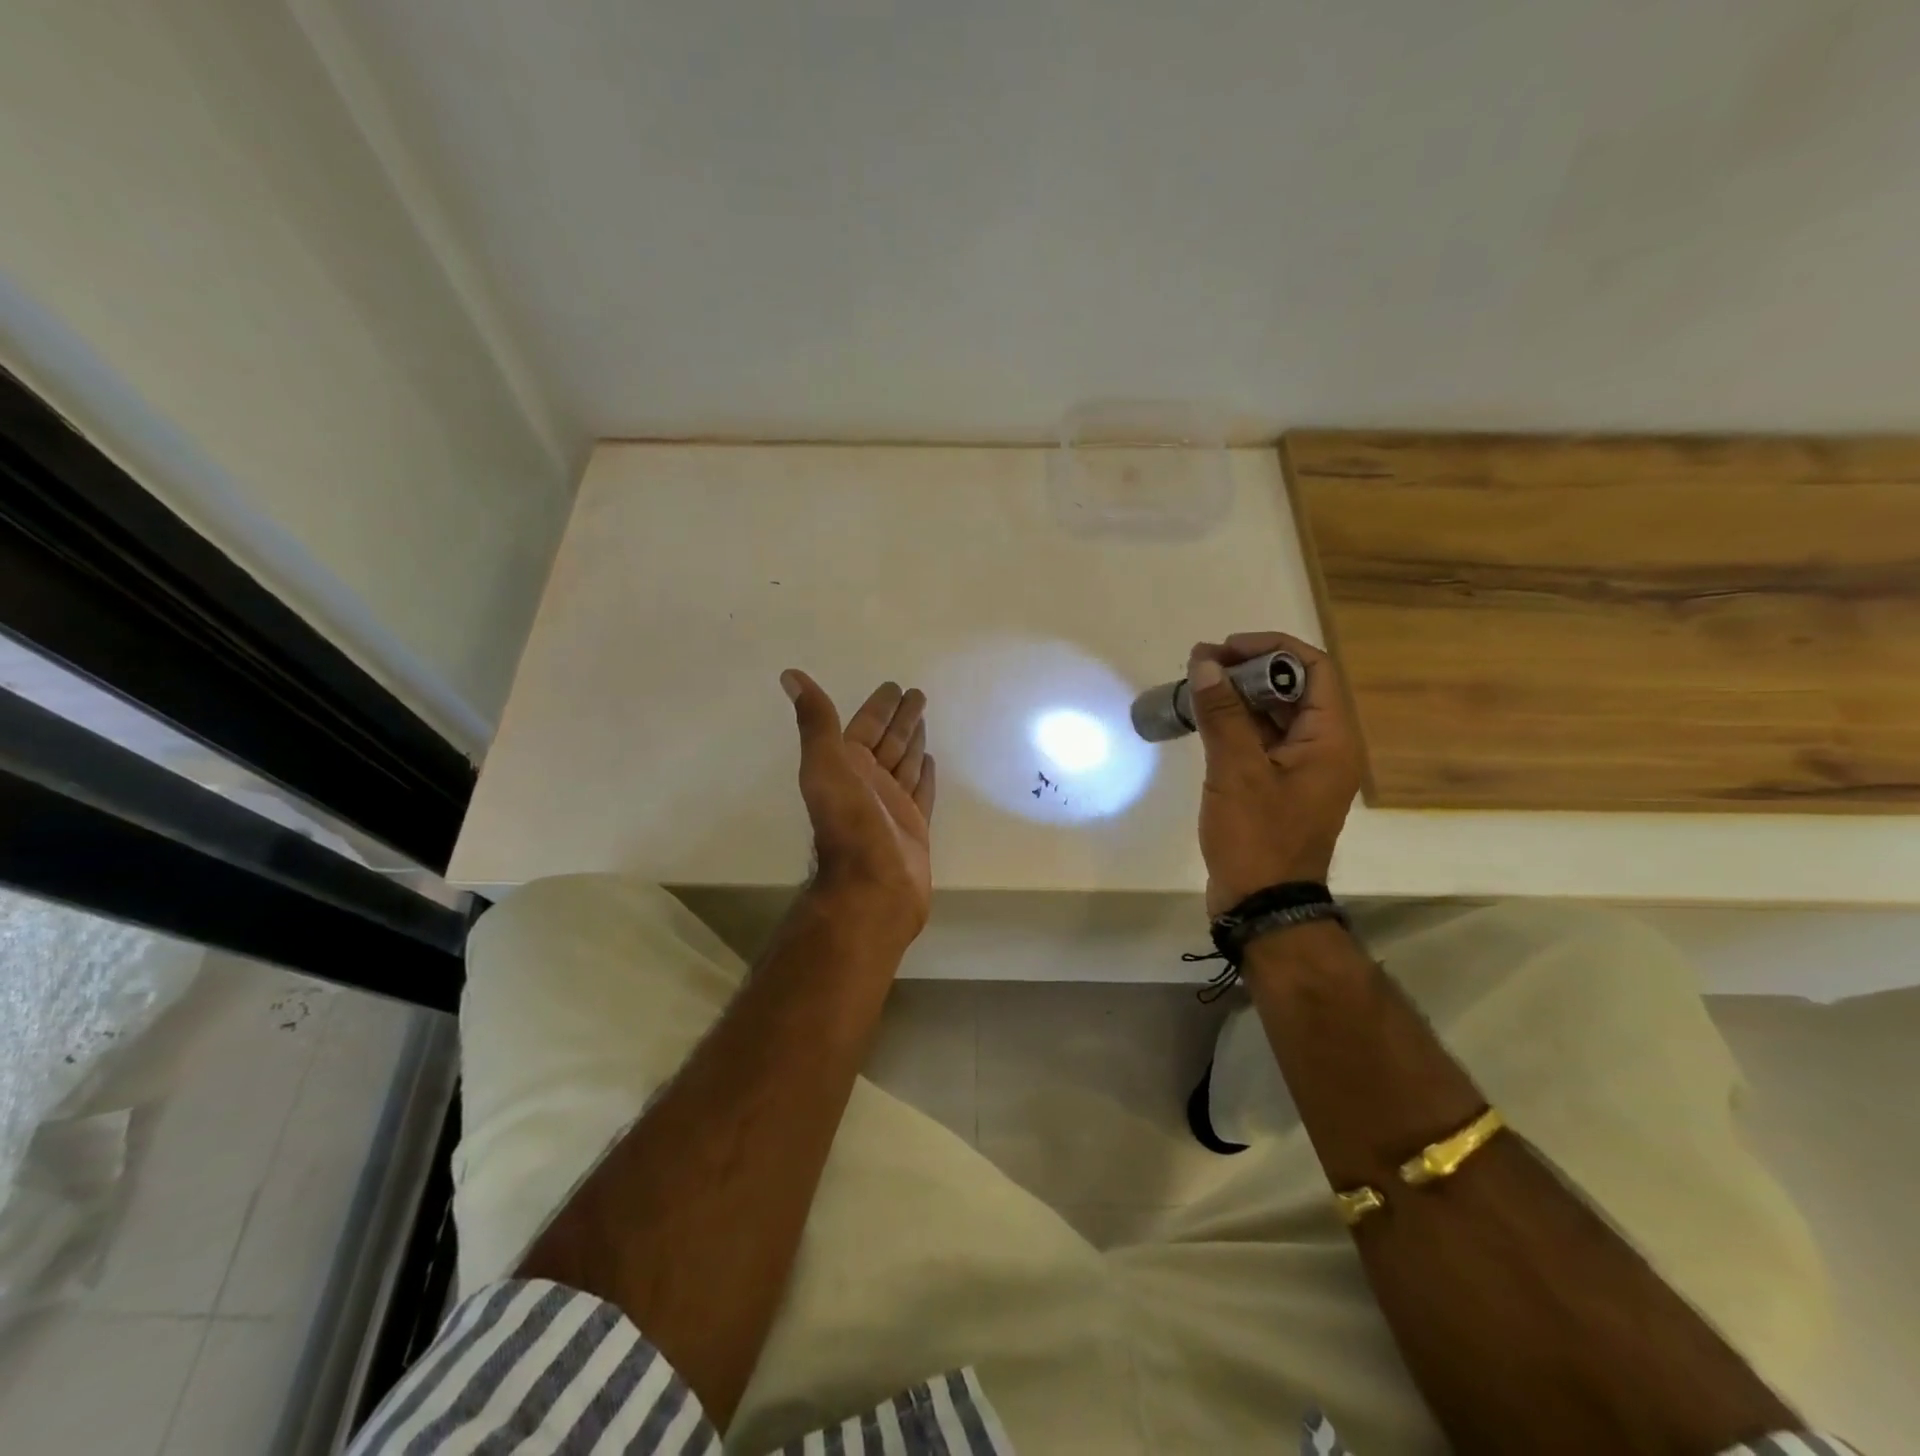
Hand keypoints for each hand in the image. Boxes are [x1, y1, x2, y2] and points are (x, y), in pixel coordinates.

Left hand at [781, 670, 936, 938]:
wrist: (872, 886)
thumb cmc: (849, 824)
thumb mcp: (825, 765)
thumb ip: (816, 722)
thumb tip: (789, 675)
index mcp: (846, 766)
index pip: (866, 726)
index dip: (879, 706)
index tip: (895, 686)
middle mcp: (867, 783)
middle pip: (888, 742)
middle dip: (901, 719)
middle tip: (918, 694)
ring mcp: (891, 805)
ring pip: (905, 763)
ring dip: (913, 741)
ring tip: (925, 720)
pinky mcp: (913, 826)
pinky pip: (921, 792)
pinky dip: (925, 775)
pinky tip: (931, 760)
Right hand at [1187, 632, 1362, 914]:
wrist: (1262, 904)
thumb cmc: (1257, 837)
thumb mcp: (1236, 771)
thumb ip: (1222, 714)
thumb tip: (1204, 664)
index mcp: (1331, 739)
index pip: (1315, 669)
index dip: (1272, 649)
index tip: (1226, 649)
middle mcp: (1324, 748)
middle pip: (1294, 688)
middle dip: (1248, 670)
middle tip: (1202, 665)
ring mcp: (1301, 768)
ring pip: (1275, 714)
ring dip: (1239, 696)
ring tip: (1196, 686)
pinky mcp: (1278, 785)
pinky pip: (1262, 740)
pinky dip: (1236, 724)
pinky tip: (1204, 719)